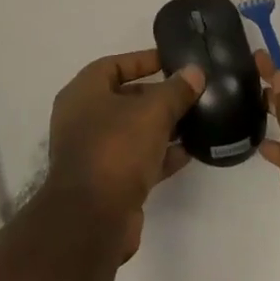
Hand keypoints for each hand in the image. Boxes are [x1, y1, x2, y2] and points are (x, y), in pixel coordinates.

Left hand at [47, 50, 204, 259]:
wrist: (93, 219)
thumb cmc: (116, 149)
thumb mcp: (152, 112)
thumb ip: (176, 91)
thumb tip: (195, 72)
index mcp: (83, 93)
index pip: (114, 65)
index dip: (143, 60)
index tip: (172, 61)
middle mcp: (83, 119)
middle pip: (125, 98)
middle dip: (157, 95)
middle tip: (189, 92)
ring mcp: (94, 152)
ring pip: (133, 131)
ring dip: (162, 126)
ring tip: (196, 120)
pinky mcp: (108, 182)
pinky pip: (138, 160)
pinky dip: (160, 155)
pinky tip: (189, 152)